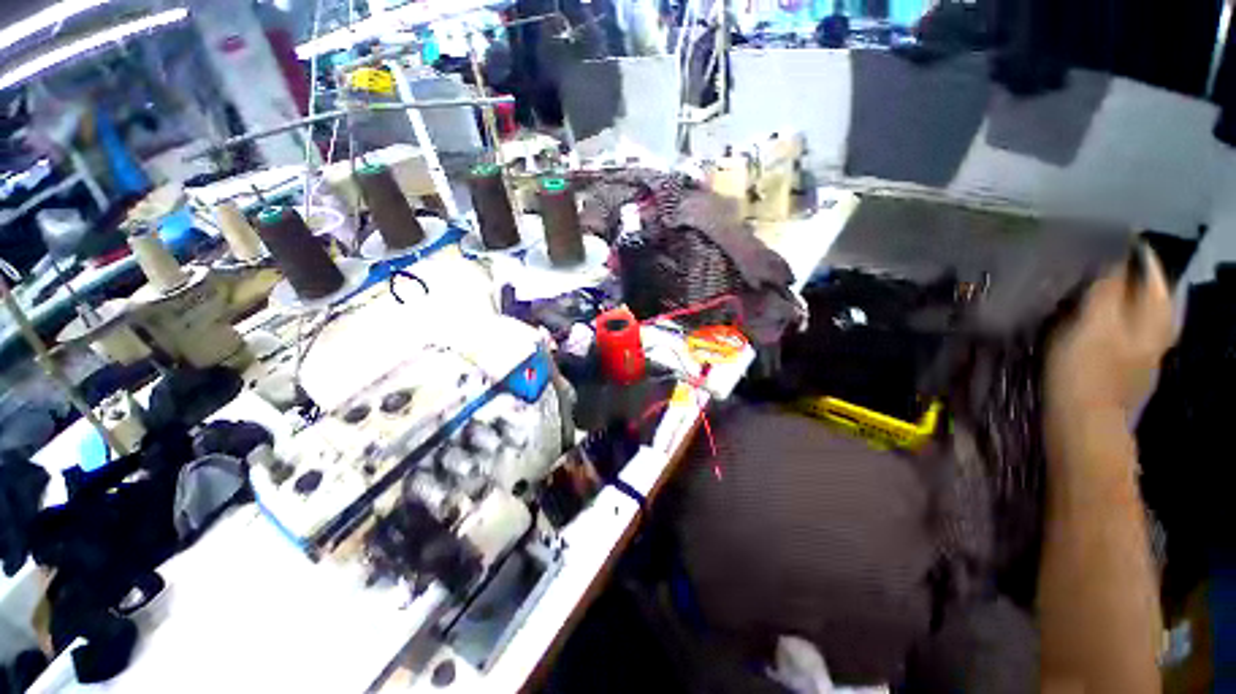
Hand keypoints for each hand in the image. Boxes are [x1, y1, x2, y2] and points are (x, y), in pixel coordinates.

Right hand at [1045, 244, 1174, 417]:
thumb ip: (1106, 287)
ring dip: (1111, 290)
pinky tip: (1087, 313)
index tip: (1097, 237)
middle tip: (1088, 256)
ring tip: (1084, 281)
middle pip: (1143, 284)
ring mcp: (1145, 345)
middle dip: (1120, 268)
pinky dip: (1106, 312)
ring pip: (1132, 304)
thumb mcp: (1094, 322)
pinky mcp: (1126, 361)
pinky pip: (1120, 324)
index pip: (1147, 264)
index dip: (1125, 248)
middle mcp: (1158, 324)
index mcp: (1156, 311)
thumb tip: (1111, 254)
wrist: (1084, 422)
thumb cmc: (1086, 370)